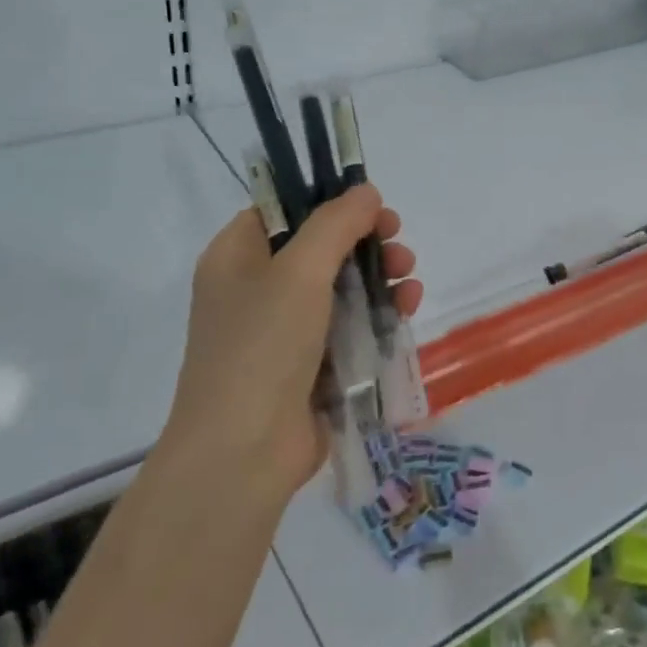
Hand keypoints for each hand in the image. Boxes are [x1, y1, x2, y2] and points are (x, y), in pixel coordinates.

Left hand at [165, 185, 420, 502]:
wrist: (243, 454)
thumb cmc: (262, 347)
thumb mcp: (298, 273)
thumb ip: (335, 224)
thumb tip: (366, 191)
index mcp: (236, 258)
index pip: (282, 211)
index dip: (327, 202)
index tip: (370, 205)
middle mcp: (256, 290)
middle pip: (319, 249)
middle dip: (365, 242)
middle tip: (397, 241)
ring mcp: (283, 332)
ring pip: (340, 289)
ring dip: (379, 278)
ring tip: (410, 279)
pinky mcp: (310, 368)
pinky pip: (348, 329)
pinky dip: (377, 316)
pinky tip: (407, 309)